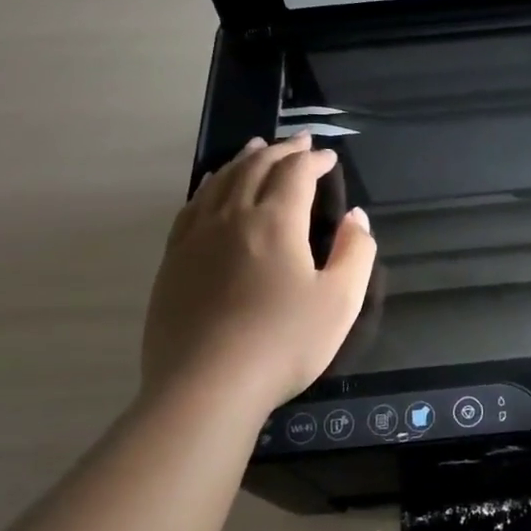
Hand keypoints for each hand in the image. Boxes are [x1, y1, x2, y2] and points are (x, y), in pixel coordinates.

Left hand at [141, 135, 376, 413]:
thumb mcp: (340, 301)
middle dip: (281, 152)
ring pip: (220, 183)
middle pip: (255, 169)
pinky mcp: (173, 262)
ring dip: (243, 161)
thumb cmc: (283, 343)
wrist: (207, 386)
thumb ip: (355, 253)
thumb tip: (357, 217)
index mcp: (274, 222)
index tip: (329, 157)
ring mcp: (195, 239)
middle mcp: (231, 218)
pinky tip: (212, 190)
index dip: (314, 160)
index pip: (296, 174)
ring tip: (256, 149)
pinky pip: (191, 208)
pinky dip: (208, 187)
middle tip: (299, 143)